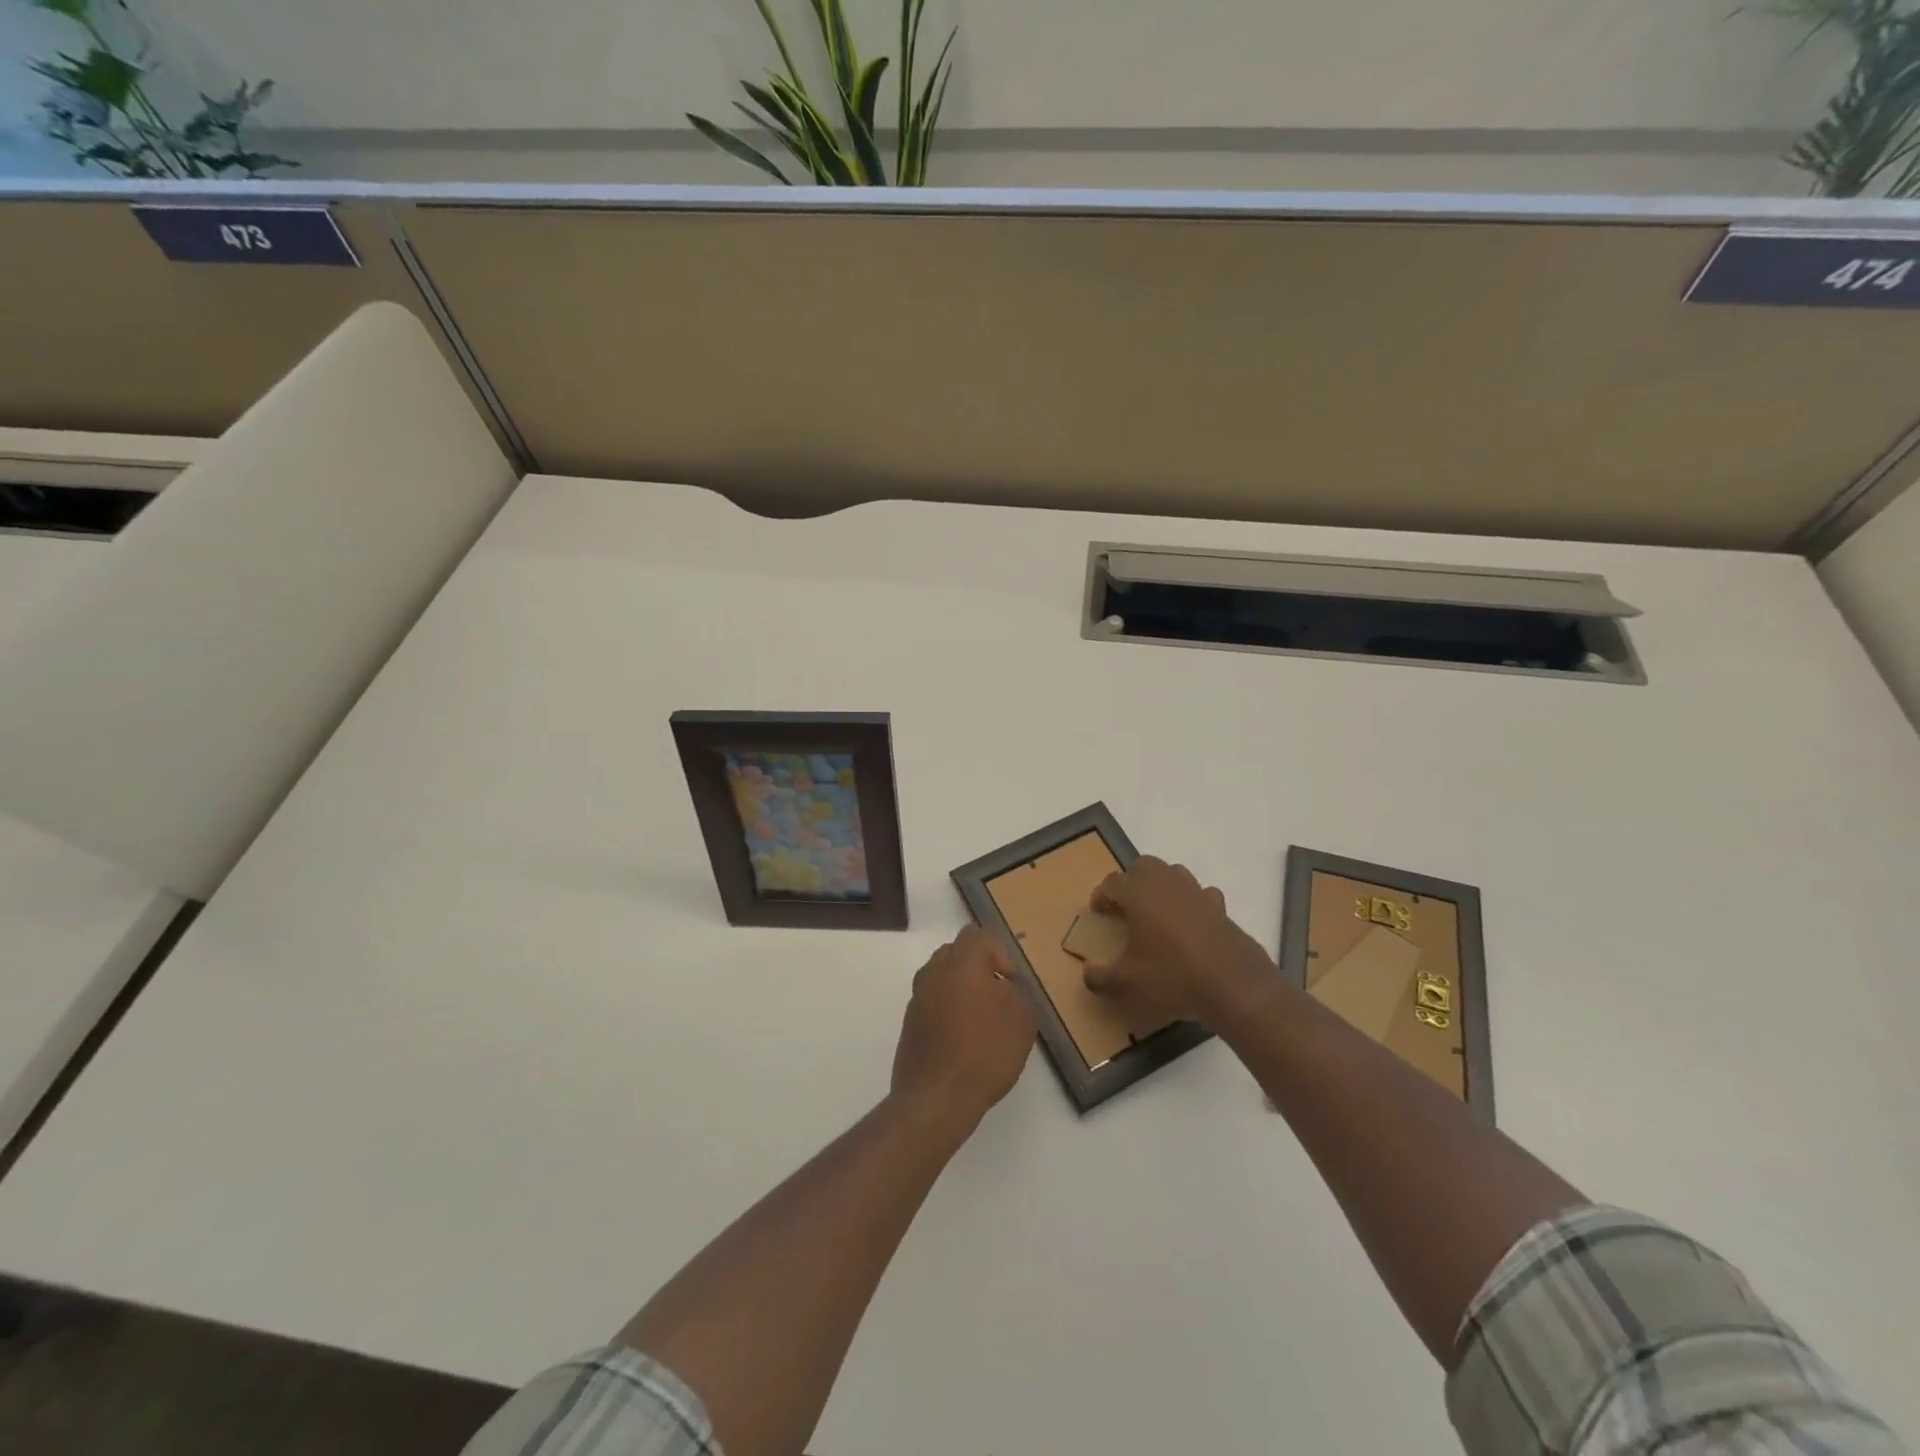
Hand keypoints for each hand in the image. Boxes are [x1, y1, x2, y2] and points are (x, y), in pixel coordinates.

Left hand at [890, 925, 1036, 1134]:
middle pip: (956, 952)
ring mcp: (917, 997)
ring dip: (961, 988)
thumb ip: (1018, 991)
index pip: (977, 935)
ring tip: (981, 1020)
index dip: (998, 952)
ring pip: (942, 977)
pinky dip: (947, 1010)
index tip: (1009, 981)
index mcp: (961, 962)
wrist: (937, 1098)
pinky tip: (962, 1040)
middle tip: (997, 997)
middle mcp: (934, 972)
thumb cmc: (985, 1052)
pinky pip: (932, 1002)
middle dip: (978, 967)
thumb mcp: (1022, 1019)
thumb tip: (1005, 985)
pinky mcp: (909, 1023)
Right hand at [1082, 857, 1279, 1029]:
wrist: (1233, 985)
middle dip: (1131, 881)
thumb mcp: (1127, 983)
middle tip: (1125, 906)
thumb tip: (1087, 972)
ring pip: (1173, 872)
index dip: (1101, 895)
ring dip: (1160, 885)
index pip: (1112, 883)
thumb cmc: (1173, 977)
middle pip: (1143, 866)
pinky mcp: (1220, 907)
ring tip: (1156, 911)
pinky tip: (1190, 923)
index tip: (1098, 911)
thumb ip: (1100, 976)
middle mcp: (1166, 884)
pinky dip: (1191, 901)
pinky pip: (1200, 893)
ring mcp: (1196, 892)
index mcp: (1138, 895)